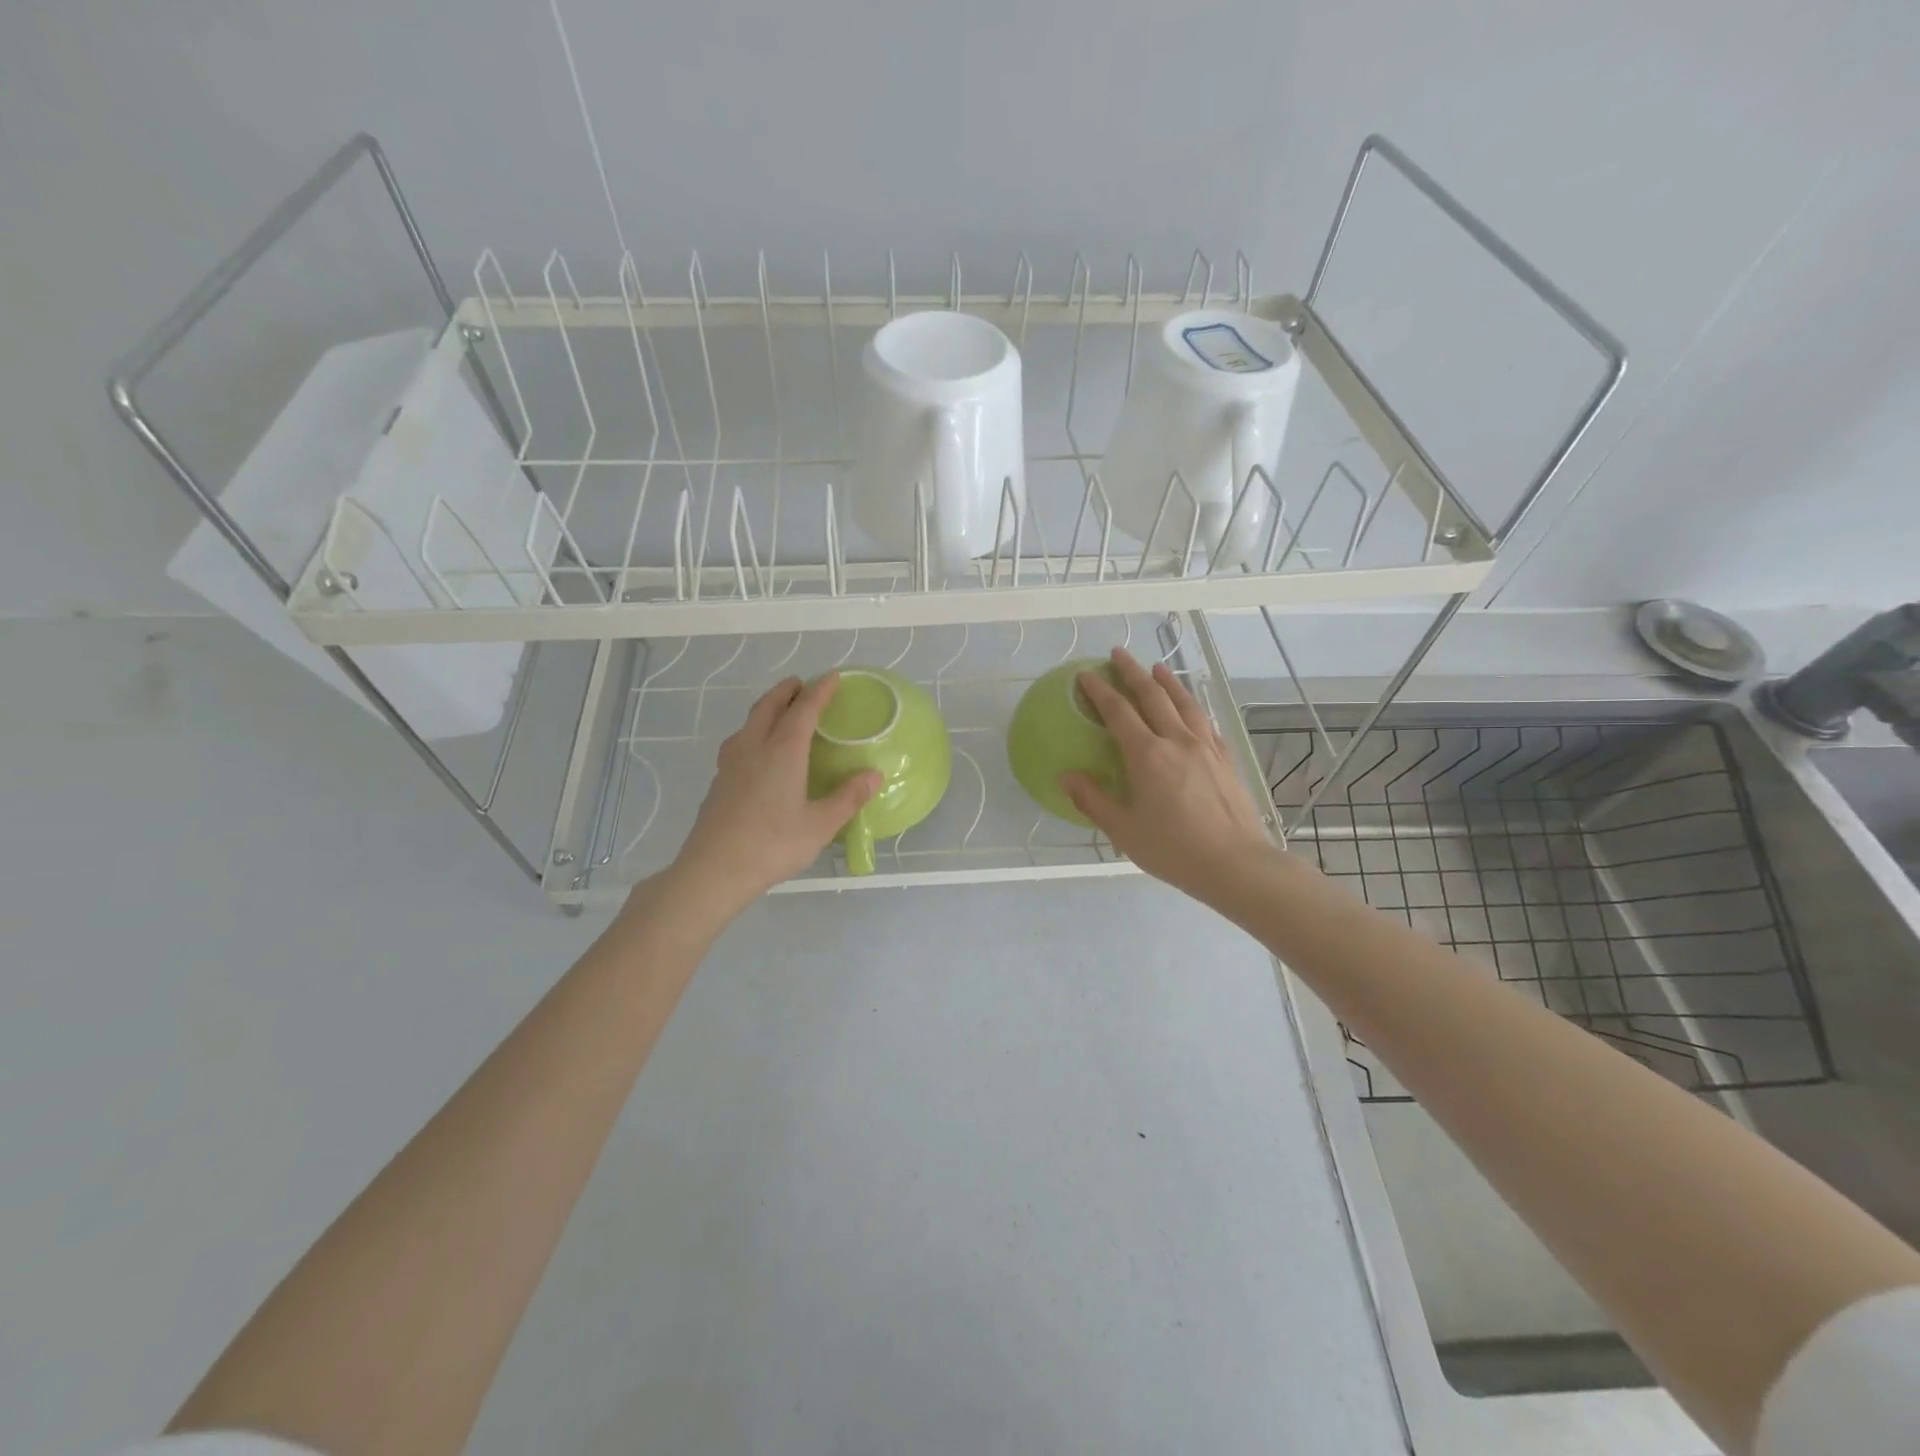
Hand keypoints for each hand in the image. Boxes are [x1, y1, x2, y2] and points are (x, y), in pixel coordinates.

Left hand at [660, 675, 879, 919]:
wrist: (714, 869)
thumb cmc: (773, 844)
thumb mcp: (821, 825)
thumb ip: (849, 797)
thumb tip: (874, 775)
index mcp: (783, 751)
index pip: (804, 709)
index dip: (820, 691)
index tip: (832, 677)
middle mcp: (755, 747)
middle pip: (769, 705)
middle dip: (787, 690)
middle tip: (802, 685)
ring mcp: (731, 763)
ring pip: (749, 721)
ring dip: (767, 707)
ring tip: (780, 711)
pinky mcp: (718, 780)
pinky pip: (739, 741)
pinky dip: (754, 731)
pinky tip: (757, 751)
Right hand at [1062, 648, 1276, 905]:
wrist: (1236, 864)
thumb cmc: (1174, 849)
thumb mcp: (1124, 830)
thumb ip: (1093, 800)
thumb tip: (1065, 777)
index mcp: (1148, 756)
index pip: (1119, 712)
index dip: (1100, 691)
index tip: (1086, 675)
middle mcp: (1177, 741)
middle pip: (1153, 696)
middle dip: (1132, 672)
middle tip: (1118, 653)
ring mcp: (1206, 747)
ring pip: (1184, 703)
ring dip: (1167, 681)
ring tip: (1157, 666)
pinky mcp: (1226, 759)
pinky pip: (1206, 722)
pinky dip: (1193, 706)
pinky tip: (1192, 708)